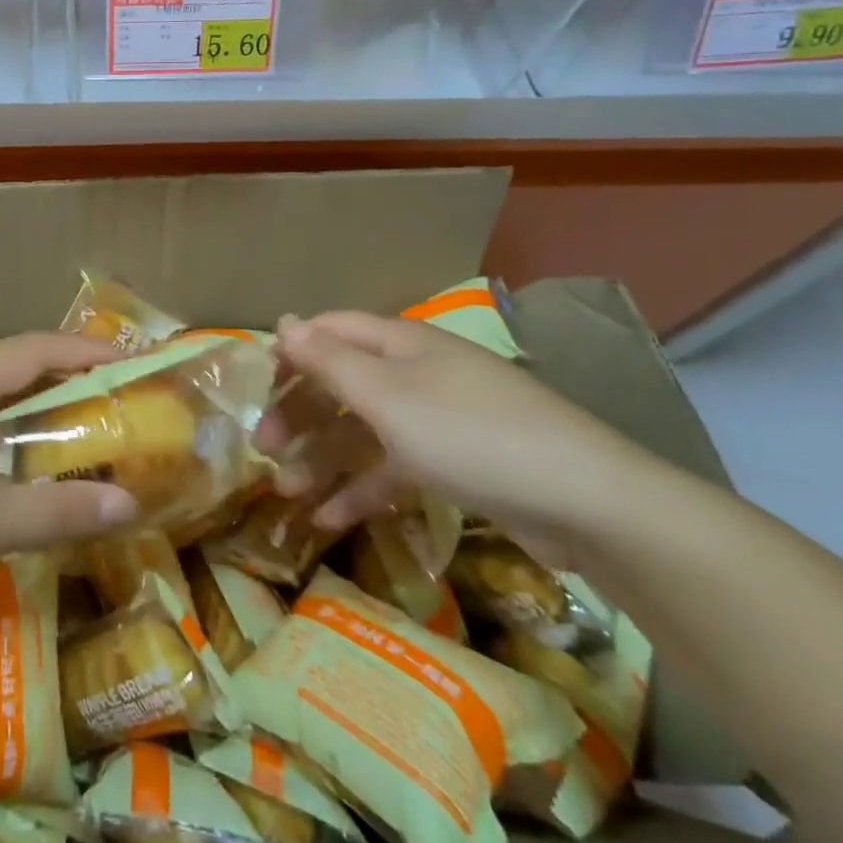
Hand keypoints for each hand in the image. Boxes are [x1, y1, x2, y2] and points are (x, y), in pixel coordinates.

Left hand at [0, 334, 139, 625]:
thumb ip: (55, 512)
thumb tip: (127, 503)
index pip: (29, 350)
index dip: (81, 349)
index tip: (127, 359)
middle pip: (7, 369)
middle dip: (60, 376)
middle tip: (110, 394)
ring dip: (28, 406)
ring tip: (71, 426)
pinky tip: (9, 467)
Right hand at [264, 311, 650, 544]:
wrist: (586, 503)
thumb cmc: (470, 435)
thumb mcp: (387, 396)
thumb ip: (329, 361)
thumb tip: (283, 323)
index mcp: (400, 344)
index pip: (331, 331)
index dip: (291, 351)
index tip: (257, 385)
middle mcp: (415, 373)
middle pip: (342, 382)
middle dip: (301, 411)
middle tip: (264, 446)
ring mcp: (437, 419)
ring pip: (364, 429)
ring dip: (323, 456)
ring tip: (286, 490)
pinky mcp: (455, 464)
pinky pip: (394, 468)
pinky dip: (362, 489)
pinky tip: (330, 519)